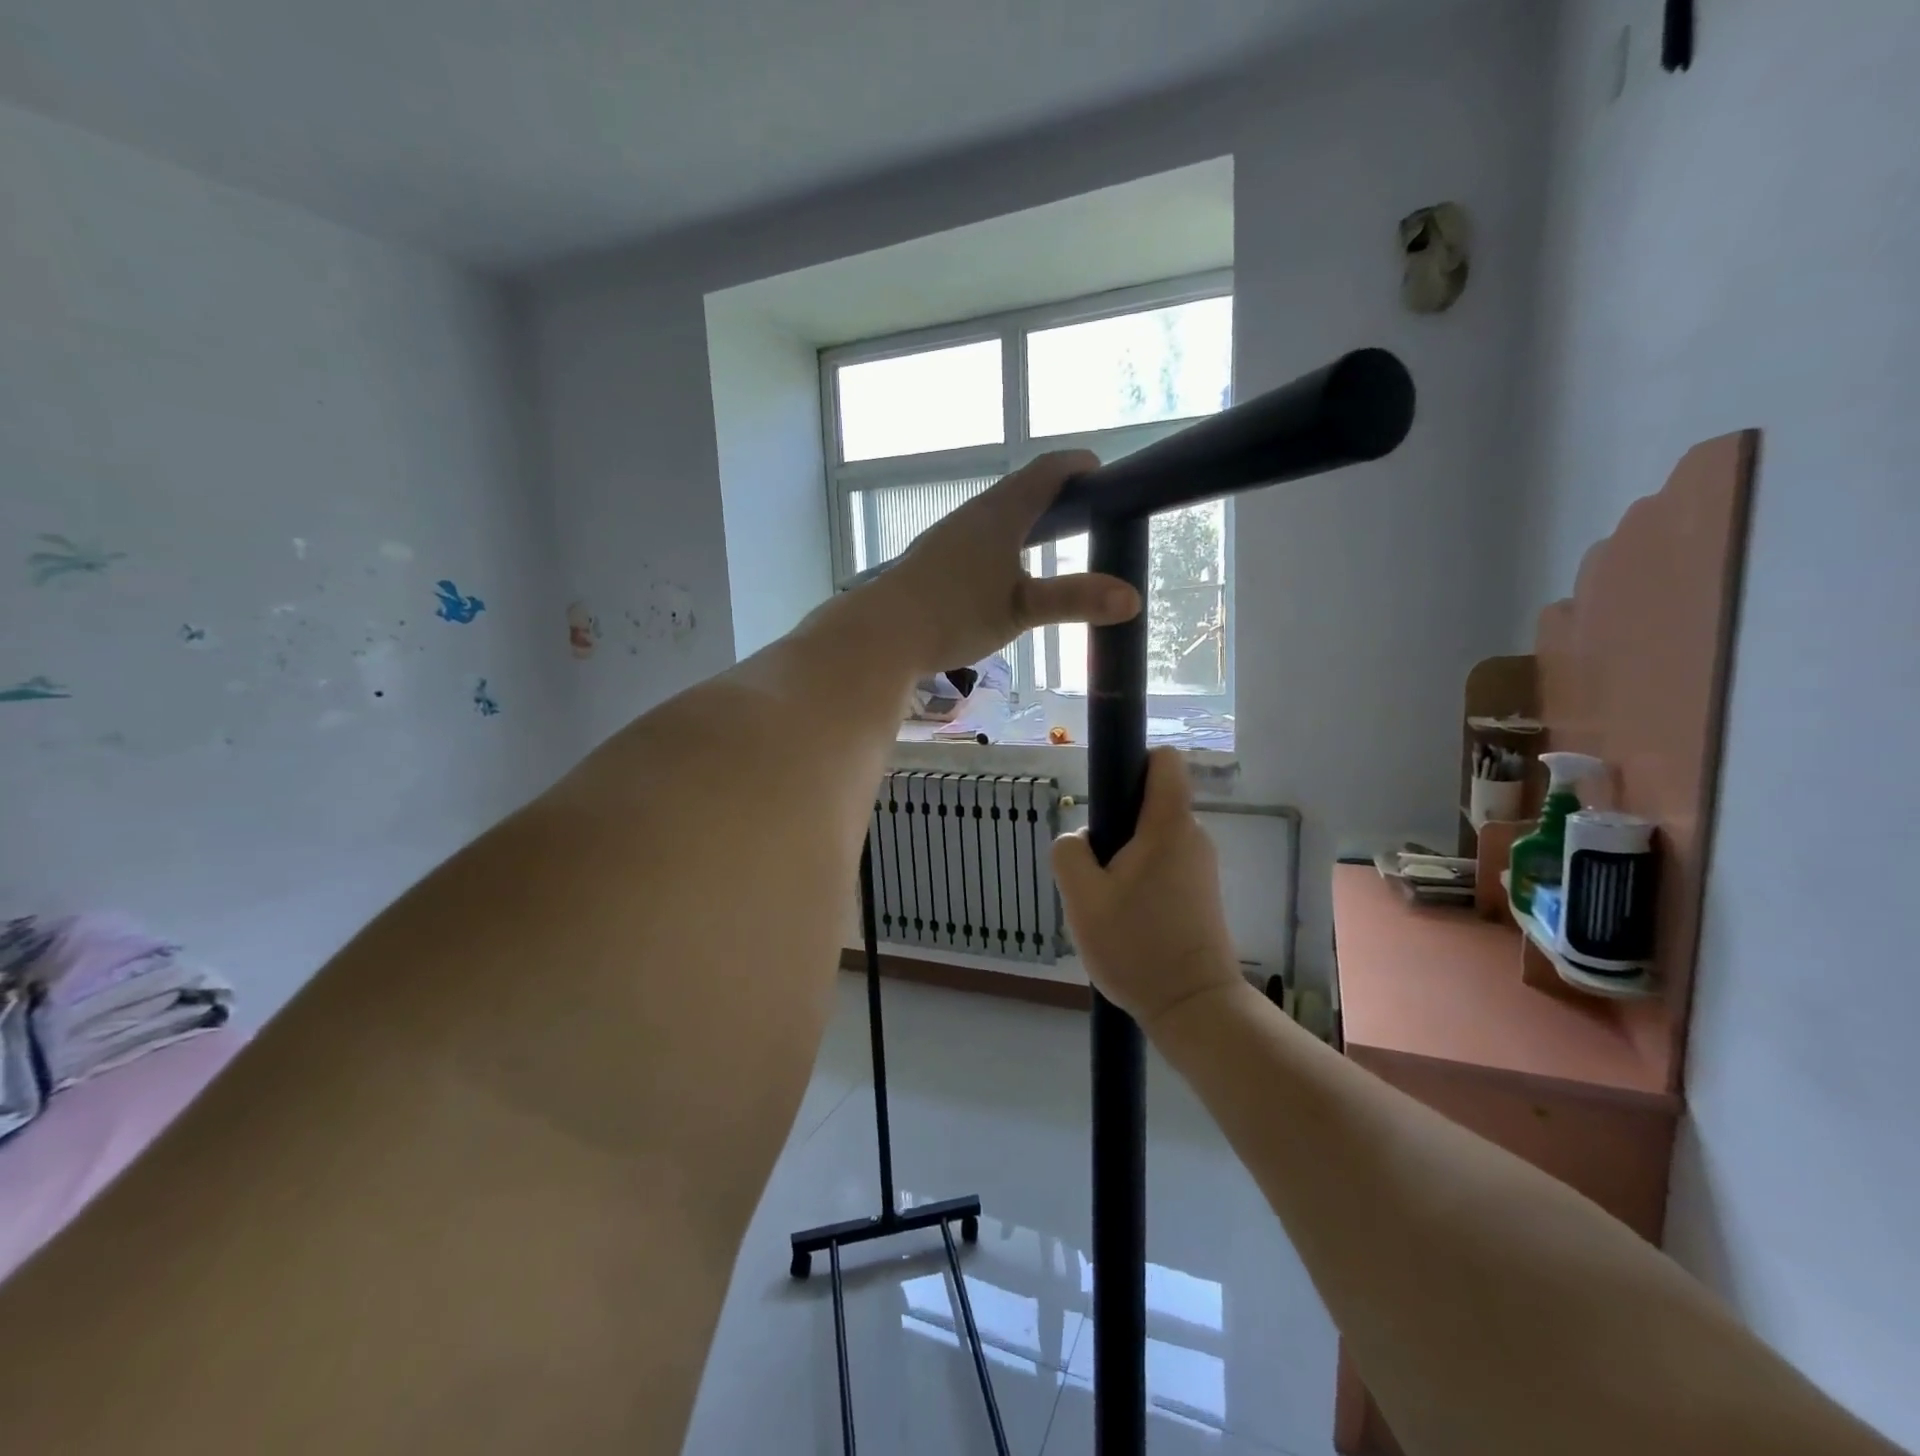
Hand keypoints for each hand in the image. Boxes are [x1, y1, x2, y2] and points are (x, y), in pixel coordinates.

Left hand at [868, 451, 1140, 671]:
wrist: (883, 632)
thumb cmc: (955, 613)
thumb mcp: (1021, 609)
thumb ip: (1074, 600)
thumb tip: (1132, 598)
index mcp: (1000, 513)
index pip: (1046, 471)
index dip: (1076, 466)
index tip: (1101, 472)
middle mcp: (973, 515)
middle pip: (1020, 489)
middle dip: (1054, 492)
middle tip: (1083, 509)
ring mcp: (949, 536)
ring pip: (995, 514)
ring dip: (1024, 516)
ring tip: (1047, 538)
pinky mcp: (932, 559)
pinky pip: (977, 537)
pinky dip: (1001, 540)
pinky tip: (1001, 570)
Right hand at [1053, 748, 1241, 1031]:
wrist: (1194, 1007)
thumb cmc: (1138, 946)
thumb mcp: (1082, 899)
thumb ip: (1069, 853)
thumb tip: (1081, 840)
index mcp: (1169, 826)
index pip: (1163, 761)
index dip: (1132, 763)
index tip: (1105, 796)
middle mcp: (1192, 836)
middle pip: (1150, 802)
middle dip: (1115, 825)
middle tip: (1093, 870)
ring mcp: (1201, 866)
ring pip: (1152, 838)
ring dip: (1124, 857)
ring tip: (1106, 902)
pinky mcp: (1201, 892)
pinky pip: (1162, 864)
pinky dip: (1140, 877)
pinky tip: (1125, 918)